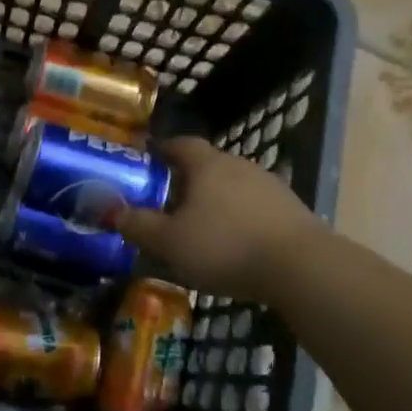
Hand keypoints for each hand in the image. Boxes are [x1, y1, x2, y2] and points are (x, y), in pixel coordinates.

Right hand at [112, 136, 321, 294]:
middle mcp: (239, 165)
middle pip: (207, 164)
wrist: (301, 267)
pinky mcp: (291, 210)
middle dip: (187, 179)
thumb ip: (138, 225)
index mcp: (207, 164)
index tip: (148, 161)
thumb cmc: (225, 247)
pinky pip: (256, 207)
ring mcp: (269, 185)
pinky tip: (236, 243)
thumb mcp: (170, 242)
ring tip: (202, 227)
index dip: (162, 149)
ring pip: (233, 186)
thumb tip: (110, 210)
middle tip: (169, 202)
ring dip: (216, 200)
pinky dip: (241, 218)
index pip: (180, 143)